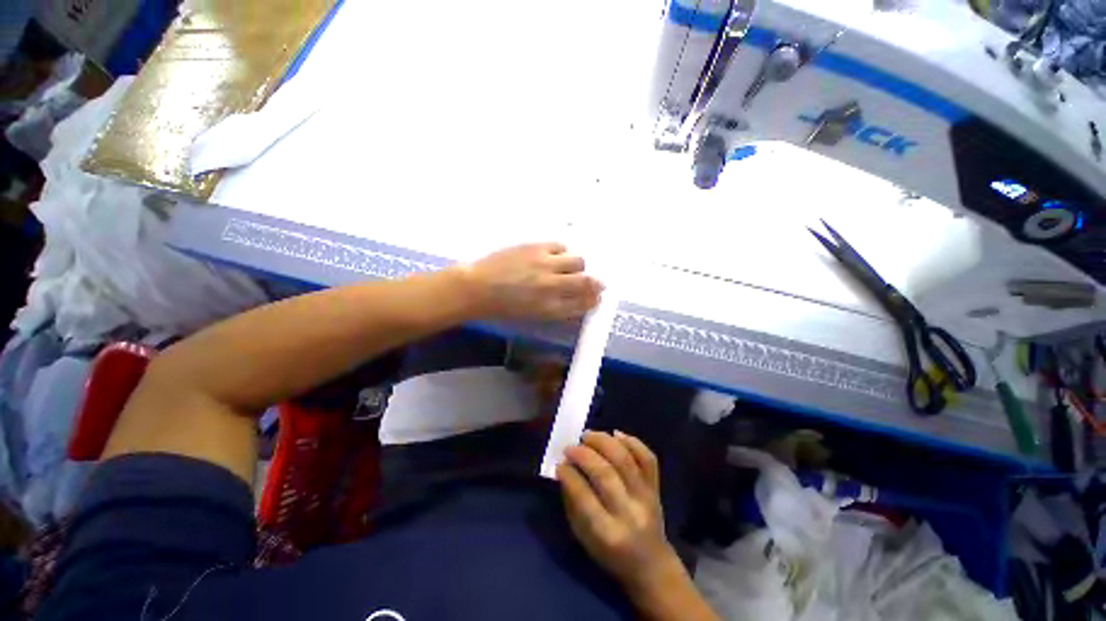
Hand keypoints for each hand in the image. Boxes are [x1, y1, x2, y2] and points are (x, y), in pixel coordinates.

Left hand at [461, 243, 603, 320]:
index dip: (593, 300)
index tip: (596, 297)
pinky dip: (562, 252)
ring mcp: (545, 265)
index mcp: (550, 309)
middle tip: (592, 282)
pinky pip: (560, 246)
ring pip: (577, 261)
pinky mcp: (535, 248)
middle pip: (587, 282)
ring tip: (568, 267)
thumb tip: (574, 300)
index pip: (583, 304)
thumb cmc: (501, 308)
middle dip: (594, 283)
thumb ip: (556, 308)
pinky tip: (554, 256)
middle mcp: (552, 287)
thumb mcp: (532, 315)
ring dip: (578, 266)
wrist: (476, 287)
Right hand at [557, 431, 684, 595]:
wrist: (651, 564)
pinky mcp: (657, 488)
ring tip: (588, 435)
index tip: (560, 463)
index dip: (569, 475)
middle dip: (584, 454)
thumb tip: (564, 469)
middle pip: (606, 474)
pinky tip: (616, 433)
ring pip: (626, 460)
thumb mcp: (583, 537)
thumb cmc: (610, 553)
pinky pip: (648, 458)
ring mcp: (646, 497)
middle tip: (570, 447)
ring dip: (604, 441)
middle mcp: (629, 512)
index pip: (584, 496)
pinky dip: (633, 442)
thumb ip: (573, 503)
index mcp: (607, 533)